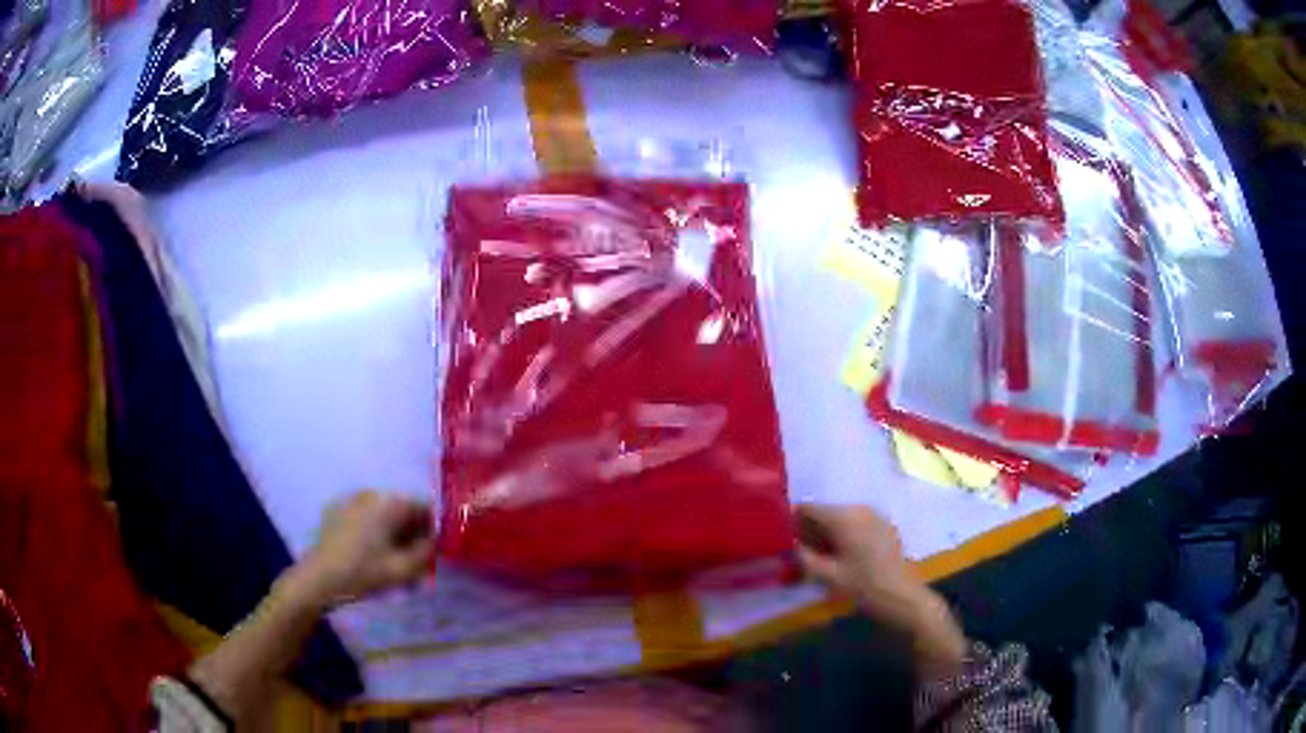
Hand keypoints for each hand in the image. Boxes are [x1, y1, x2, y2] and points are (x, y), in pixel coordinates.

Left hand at [290, 491, 434, 608]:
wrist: (318, 579)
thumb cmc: (363, 573)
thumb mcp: (403, 570)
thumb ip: (426, 553)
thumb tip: (436, 542)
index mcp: (389, 503)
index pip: (423, 507)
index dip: (433, 529)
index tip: (435, 550)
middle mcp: (371, 493)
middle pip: (402, 510)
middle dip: (411, 532)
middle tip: (414, 561)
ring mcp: (350, 500)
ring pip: (382, 514)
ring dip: (392, 533)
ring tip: (392, 561)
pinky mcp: (335, 510)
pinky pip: (364, 517)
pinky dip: (372, 531)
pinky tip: (369, 554)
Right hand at [795, 504, 967, 677]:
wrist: (905, 599)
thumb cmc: (865, 588)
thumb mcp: (828, 577)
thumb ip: (803, 557)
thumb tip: (785, 545)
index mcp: (845, 517)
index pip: (808, 508)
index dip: (790, 522)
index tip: (779, 541)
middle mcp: (860, 509)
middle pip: (824, 512)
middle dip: (807, 530)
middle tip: (796, 555)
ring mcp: (874, 517)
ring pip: (839, 519)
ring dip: (824, 535)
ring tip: (817, 560)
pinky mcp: (883, 528)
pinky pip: (854, 525)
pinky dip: (842, 537)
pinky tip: (840, 560)